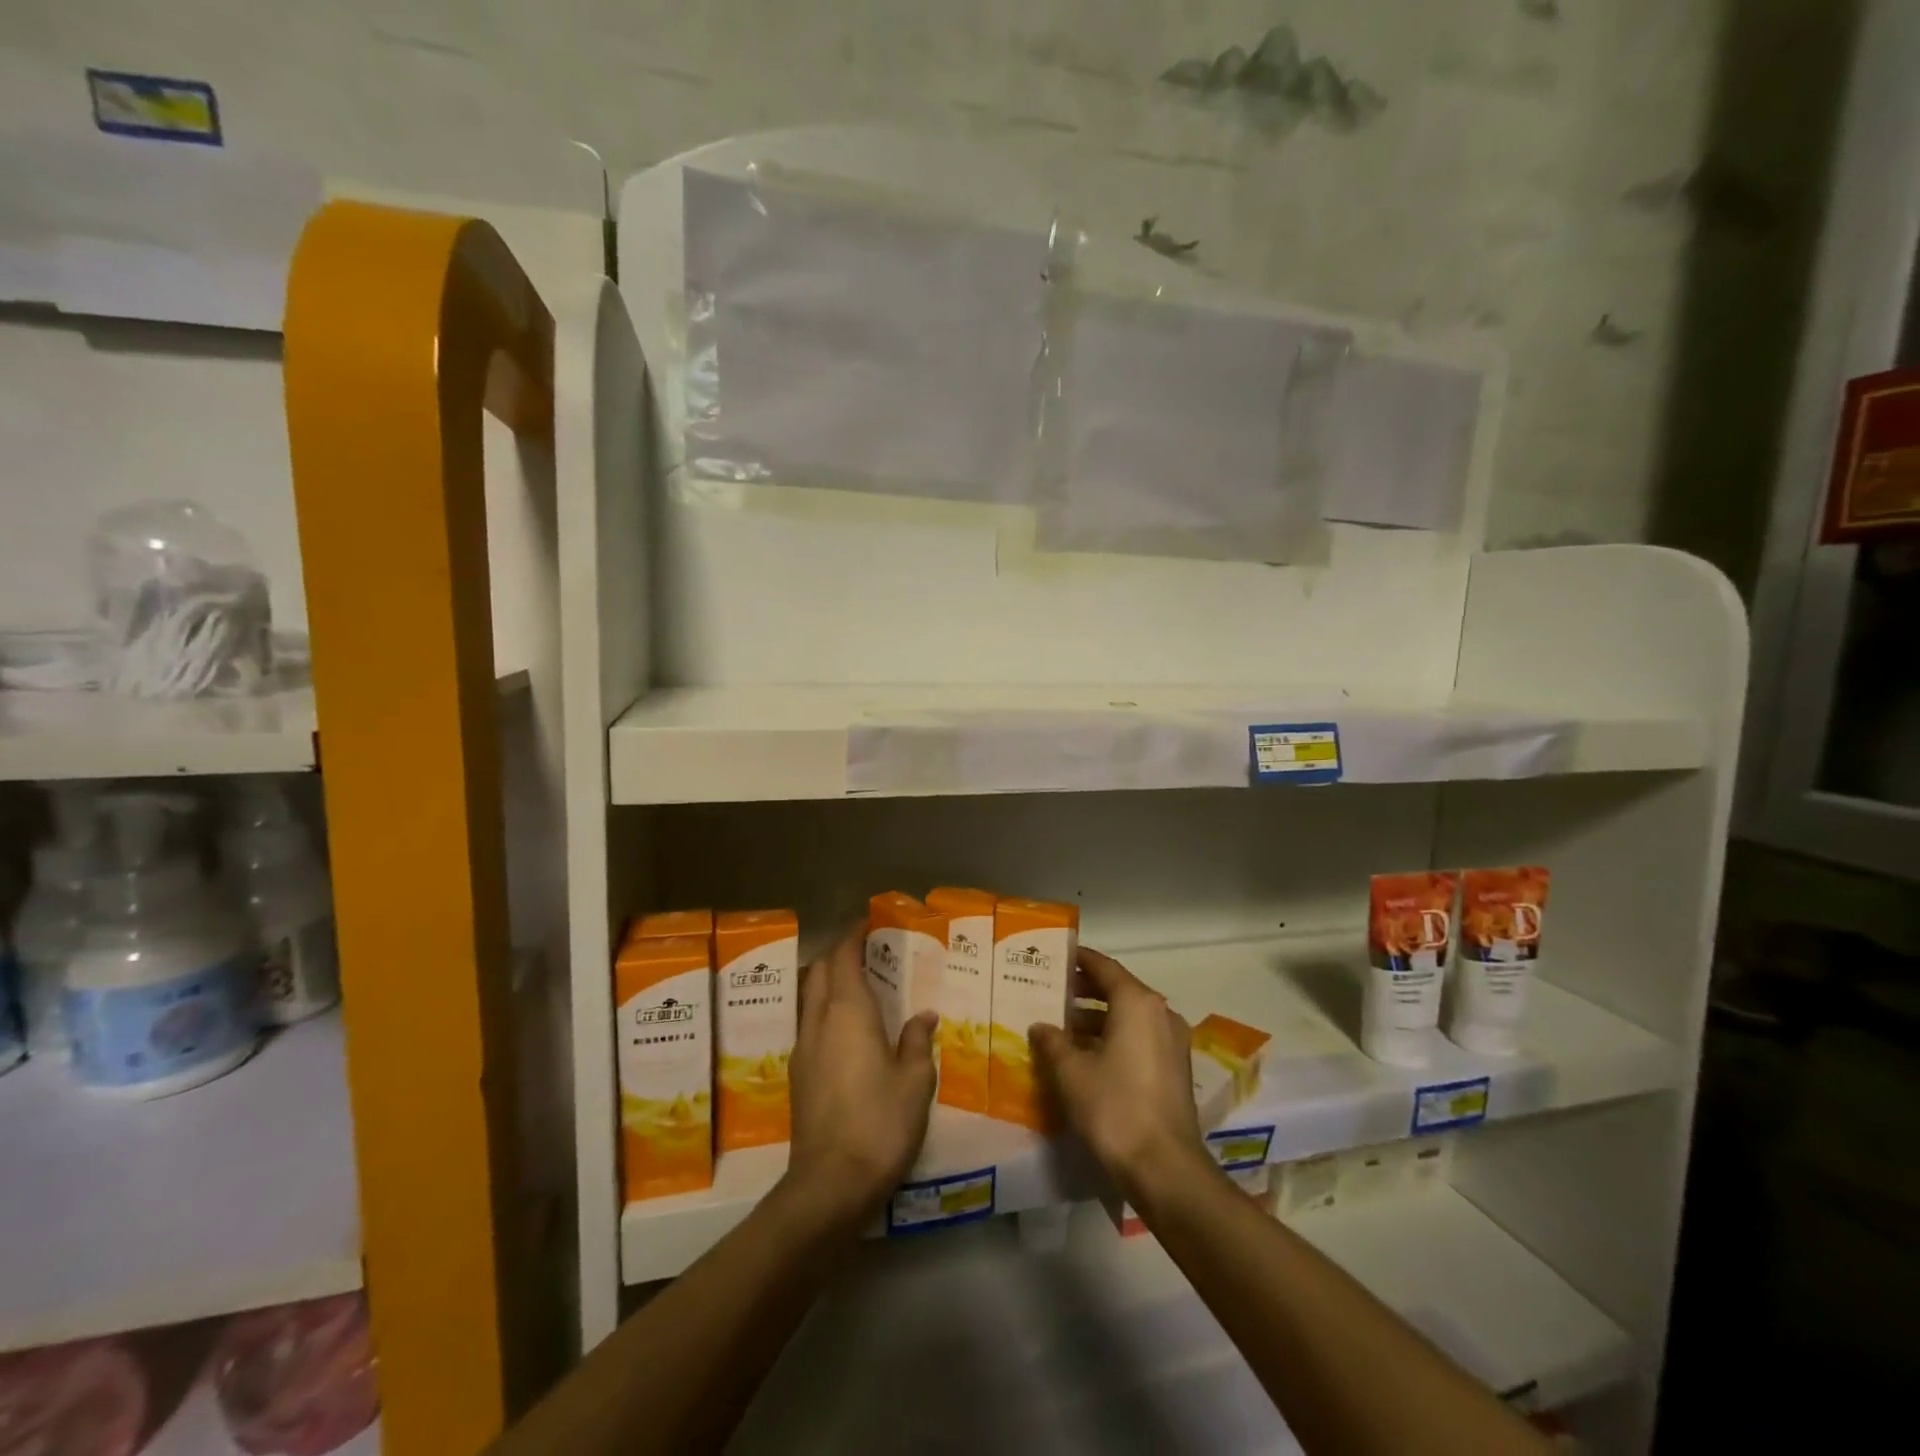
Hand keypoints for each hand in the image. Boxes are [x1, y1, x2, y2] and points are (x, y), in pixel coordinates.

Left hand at [782, 930, 937, 1234]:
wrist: (829, 1183)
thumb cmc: (880, 1122)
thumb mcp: (915, 1081)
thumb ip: (917, 1041)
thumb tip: (922, 1016)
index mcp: (848, 1012)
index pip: (843, 956)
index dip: (853, 934)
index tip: (868, 922)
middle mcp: (819, 1021)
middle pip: (821, 971)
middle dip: (839, 953)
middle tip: (868, 950)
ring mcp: (803, 1048)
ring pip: (811, 997)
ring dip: (830, 981)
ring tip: (860, 985)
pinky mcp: (797, 1074)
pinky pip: (810, 1023)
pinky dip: (826, 1009)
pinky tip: (848, 1030)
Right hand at [1030, 946, 1212, 1209]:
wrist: (1165, 1169)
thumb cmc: (1114, 1108)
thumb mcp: (1071, 1072)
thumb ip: (1053, 1041)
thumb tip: (1041, 1026)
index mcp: (1137, 1003)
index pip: (1103, 967)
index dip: (1078, 960)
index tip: (1055, 957)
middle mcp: (1160, 1013)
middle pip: (1118, 990)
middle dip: (1084, 990)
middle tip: (1050, 991)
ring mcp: (1172, 1042)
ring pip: (1128, 1017)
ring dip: (1097, 1018)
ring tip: (1061, 1026)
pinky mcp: (1175, 1069)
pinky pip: (1139, 1038)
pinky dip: (1113, 1038)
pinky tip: (1085, 1056)